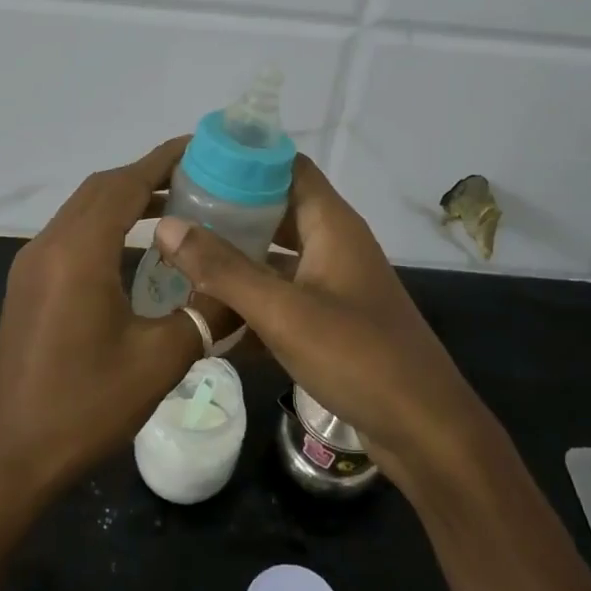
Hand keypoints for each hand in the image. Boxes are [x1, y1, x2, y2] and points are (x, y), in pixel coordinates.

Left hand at [0, 139, 206, 503]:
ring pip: (83, 210)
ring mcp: (32, 265)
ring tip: (176, 206)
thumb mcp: (159, 361)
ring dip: (125, 200)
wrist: (9, 459)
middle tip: (199, 178)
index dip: (164, 159)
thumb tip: (243, 287)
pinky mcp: (28, 286)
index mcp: (79, 252)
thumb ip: (205, 313)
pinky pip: (71, 235)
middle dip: (148, 175)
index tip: (202, 146)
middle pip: (101, 189)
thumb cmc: (85, 406)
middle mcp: (49, 245)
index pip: (125, 184)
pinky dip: (106, 225)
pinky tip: (138, 251)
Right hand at [152, 157, 489, 493]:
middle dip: (228, 210)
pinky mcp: (330, 319)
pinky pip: (282, 295)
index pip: (287, 166)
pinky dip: (250, 298)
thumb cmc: (357, 356)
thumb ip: (223, 269)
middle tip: (174, 213)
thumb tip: (166, 226)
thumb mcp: (283, 311)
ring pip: (276, 255)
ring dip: (235, 256)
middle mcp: (333, 244)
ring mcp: (333, 283)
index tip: (192, 165)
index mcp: (331, 224)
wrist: (424, 430)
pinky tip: (208, 311)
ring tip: (180, 255)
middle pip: (276, 209)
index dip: (243, 160)